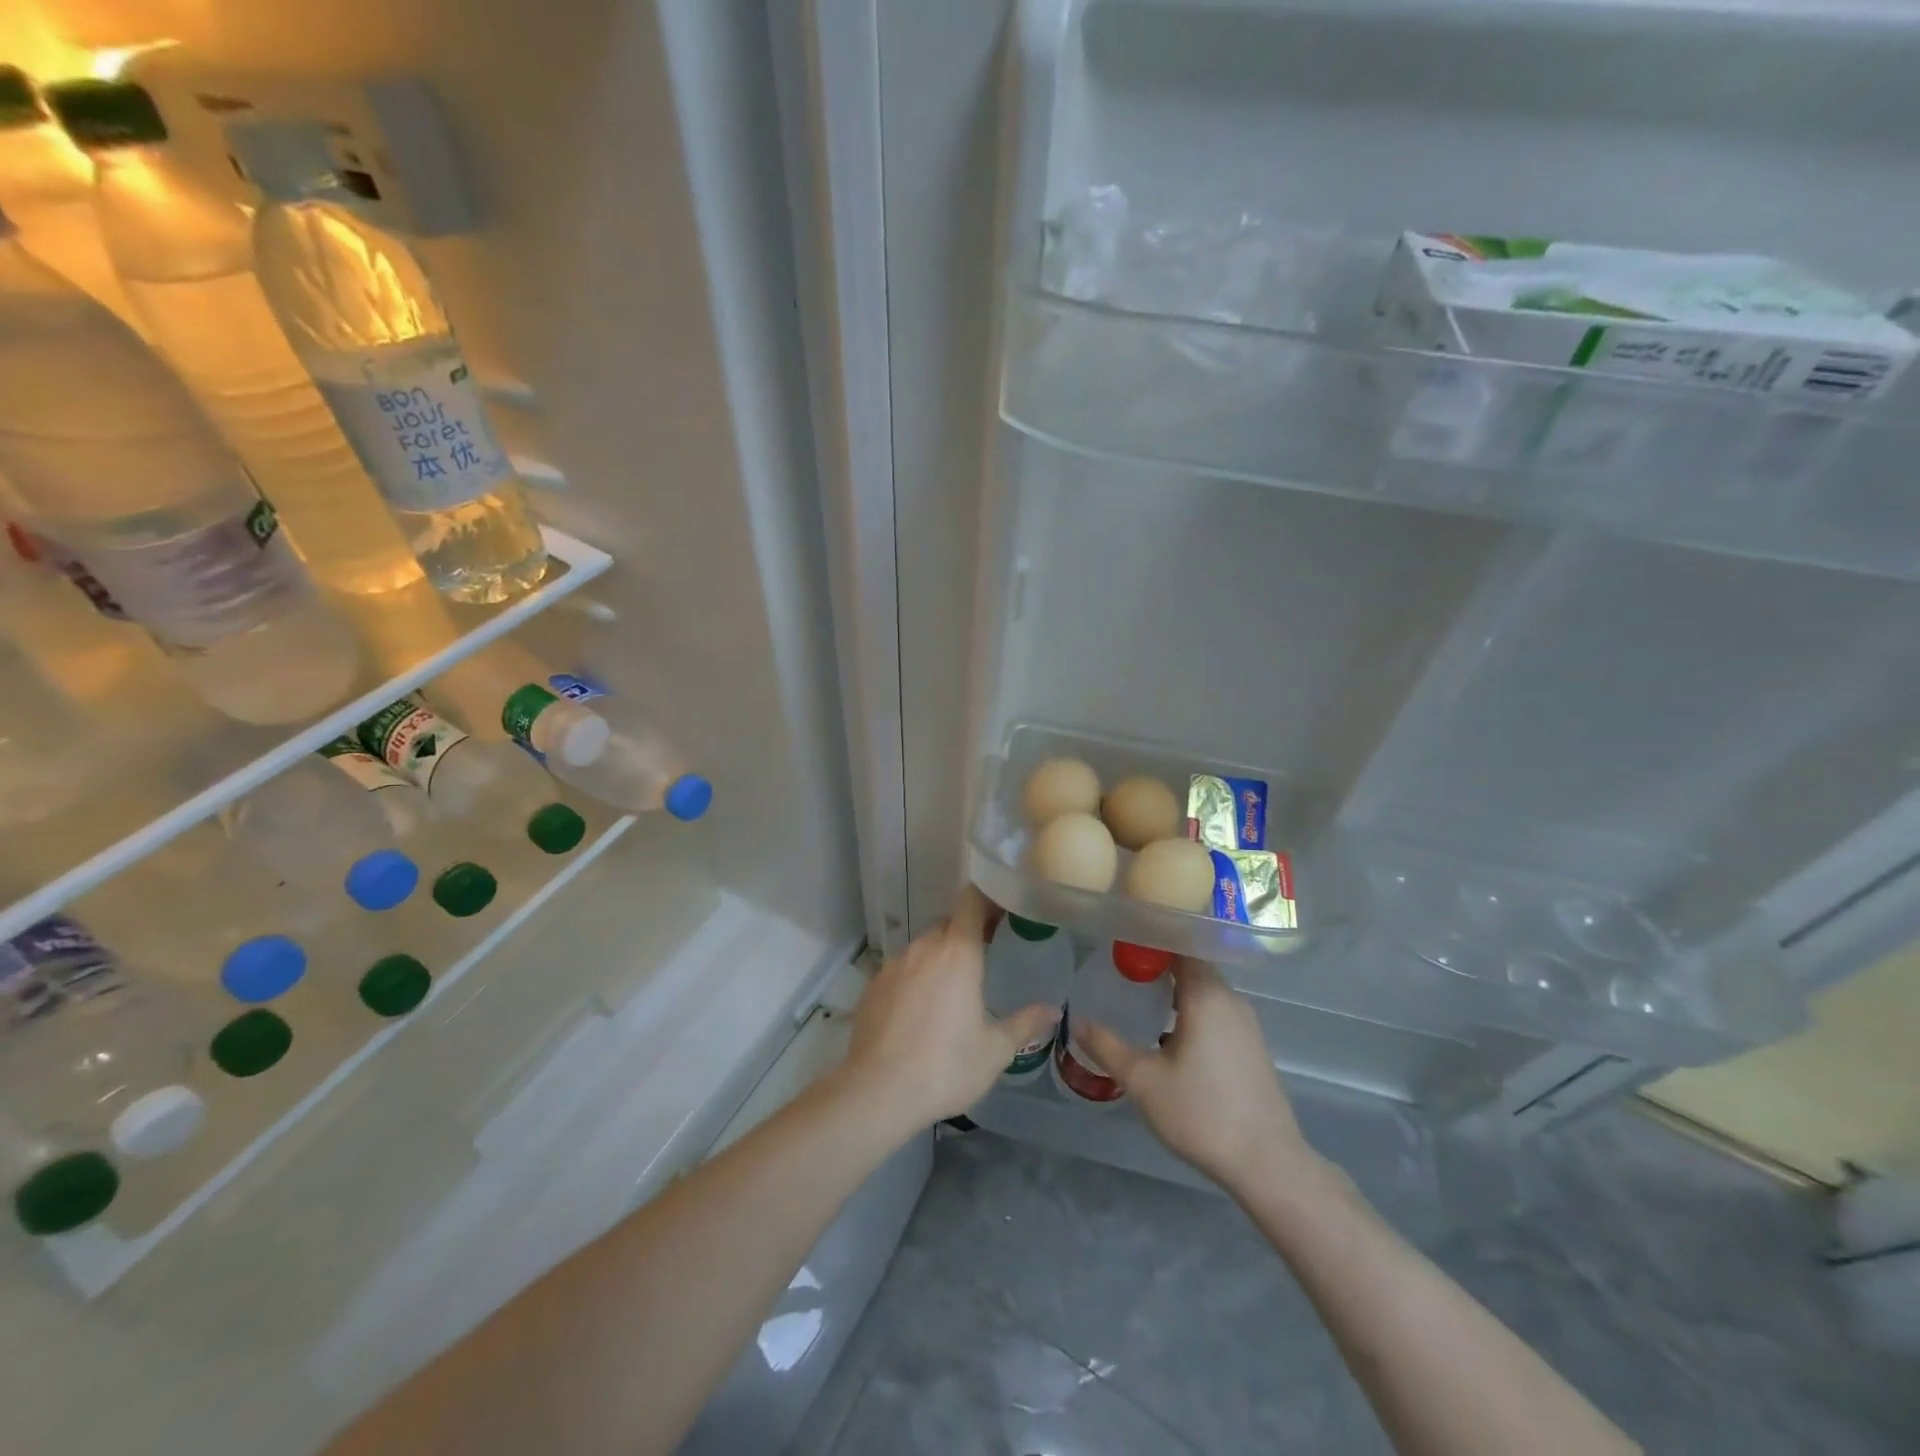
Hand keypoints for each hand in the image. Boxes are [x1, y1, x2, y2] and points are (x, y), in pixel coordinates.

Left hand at [835, 886, 1057, 1137]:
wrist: (877, 1092)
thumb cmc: (945, 1067)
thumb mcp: (995, 1050)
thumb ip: (1025, 1024)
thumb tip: (1053, 1011)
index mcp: (957, 952)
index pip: (971, 901)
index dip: (987, 898)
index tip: (1003, 909)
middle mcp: (923, 948)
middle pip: (947, 924)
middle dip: (966, 932)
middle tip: (986, 952)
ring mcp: (893, 965)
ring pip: (922, 947)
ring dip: (939, 957)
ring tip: (952, 987)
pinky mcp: (872, 986)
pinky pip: (900, 970)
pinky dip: (914, 978)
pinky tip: (920, 1010)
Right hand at [1078, 959, 1318, 1196]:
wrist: (1268, 1164)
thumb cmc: (1202, 1113)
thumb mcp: (1144, 1081)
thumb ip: (1108, 1047)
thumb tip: (1078, 1022)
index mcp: (1206, 995)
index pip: (1181, 945)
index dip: (1152, 938)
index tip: (1122, 940)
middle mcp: (1230, 999)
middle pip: (1193, 965)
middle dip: (1159, 963)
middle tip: (1122, 968)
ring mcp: (1246, 1023)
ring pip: (1205, 990)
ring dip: (1175, 989)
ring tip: (1140, 996)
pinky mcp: (1252, 1045)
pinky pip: (1217, 1010)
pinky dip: (1191, 1008)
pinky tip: (1169, 1031)